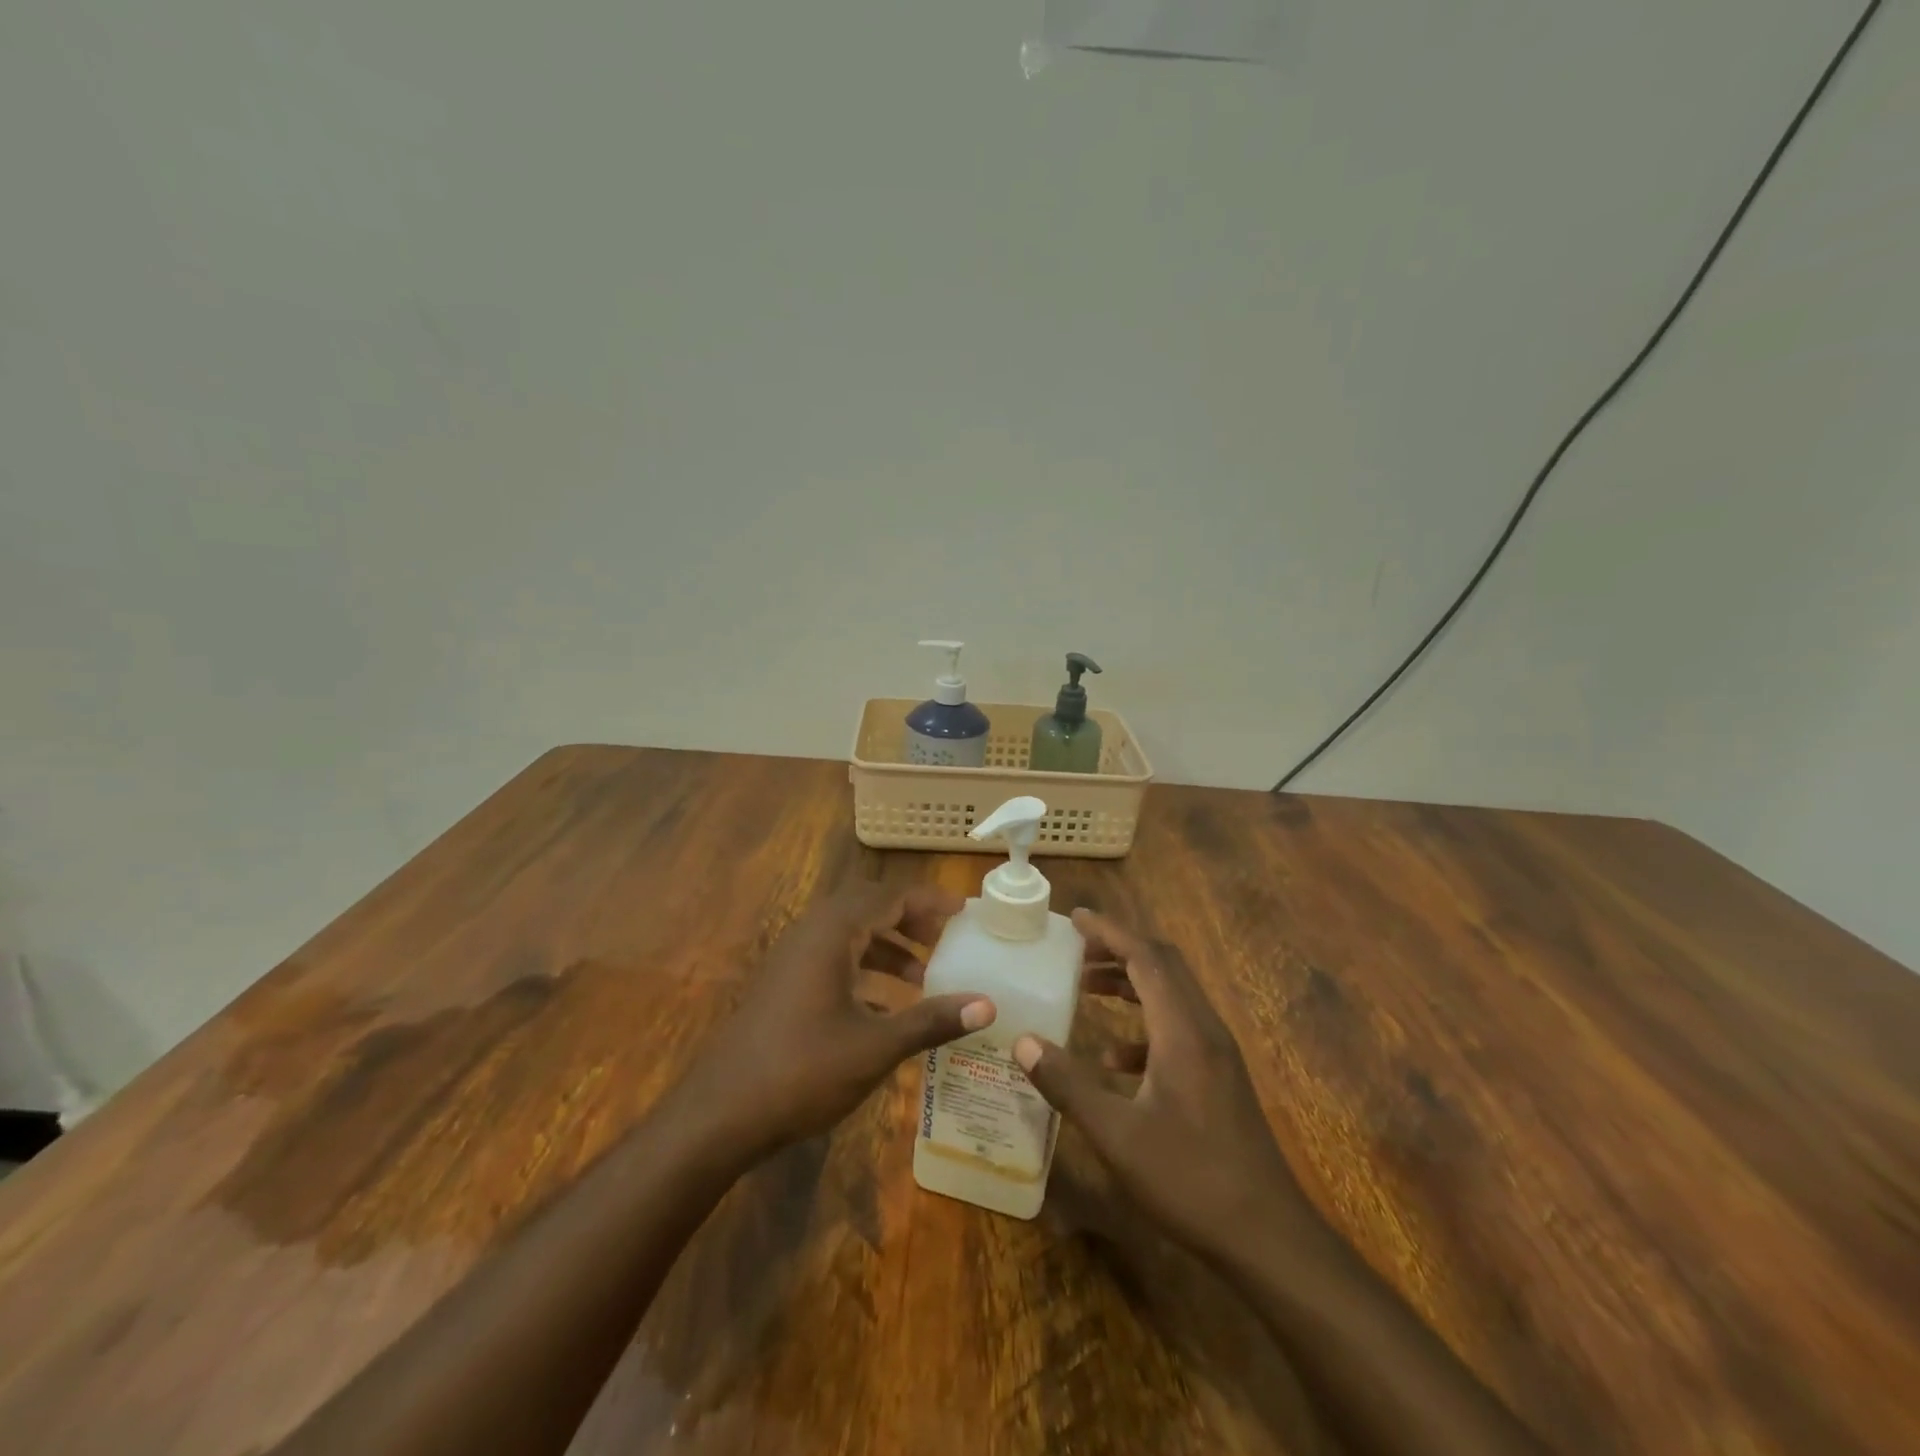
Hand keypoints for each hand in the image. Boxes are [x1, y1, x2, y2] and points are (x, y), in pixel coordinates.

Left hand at [680, 884, 994, 1157]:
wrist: (719, 1114)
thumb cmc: (801, 1071)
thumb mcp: (874, 1048)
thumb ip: (931, 1022)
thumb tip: (987, 1005)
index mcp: (832, 934)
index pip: (890, 896)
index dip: (930, 901)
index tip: (965, 912)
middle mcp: (810, 934)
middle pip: (868, 907)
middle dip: (909, 919)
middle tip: (945, 939)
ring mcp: (792, 959)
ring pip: (849, 934)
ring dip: (887, 946)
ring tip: (922, 976)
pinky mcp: (784, 985)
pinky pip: (833, 959)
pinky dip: (864, 970)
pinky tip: (885, 1008)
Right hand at [1014, 910, 1320, 1262]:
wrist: (1268, 1238)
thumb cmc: (1190, 1179)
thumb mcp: (1117, 1135)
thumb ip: (1067, 1084)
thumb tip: (1023, 1042)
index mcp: (1183, 1029)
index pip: (1146, 956)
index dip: (1110, 931)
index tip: (1076, 918)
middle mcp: (1204, 1029)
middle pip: (1163, 965)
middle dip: (1119, 949)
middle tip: (1076, 950)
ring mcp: (1216, 1054)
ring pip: (1171, 995)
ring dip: (1130, 983)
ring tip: (1087, 988)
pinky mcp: (1219, 1078)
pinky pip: (1178, 1030)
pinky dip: (1143, 1026)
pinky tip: (1113, 1059)